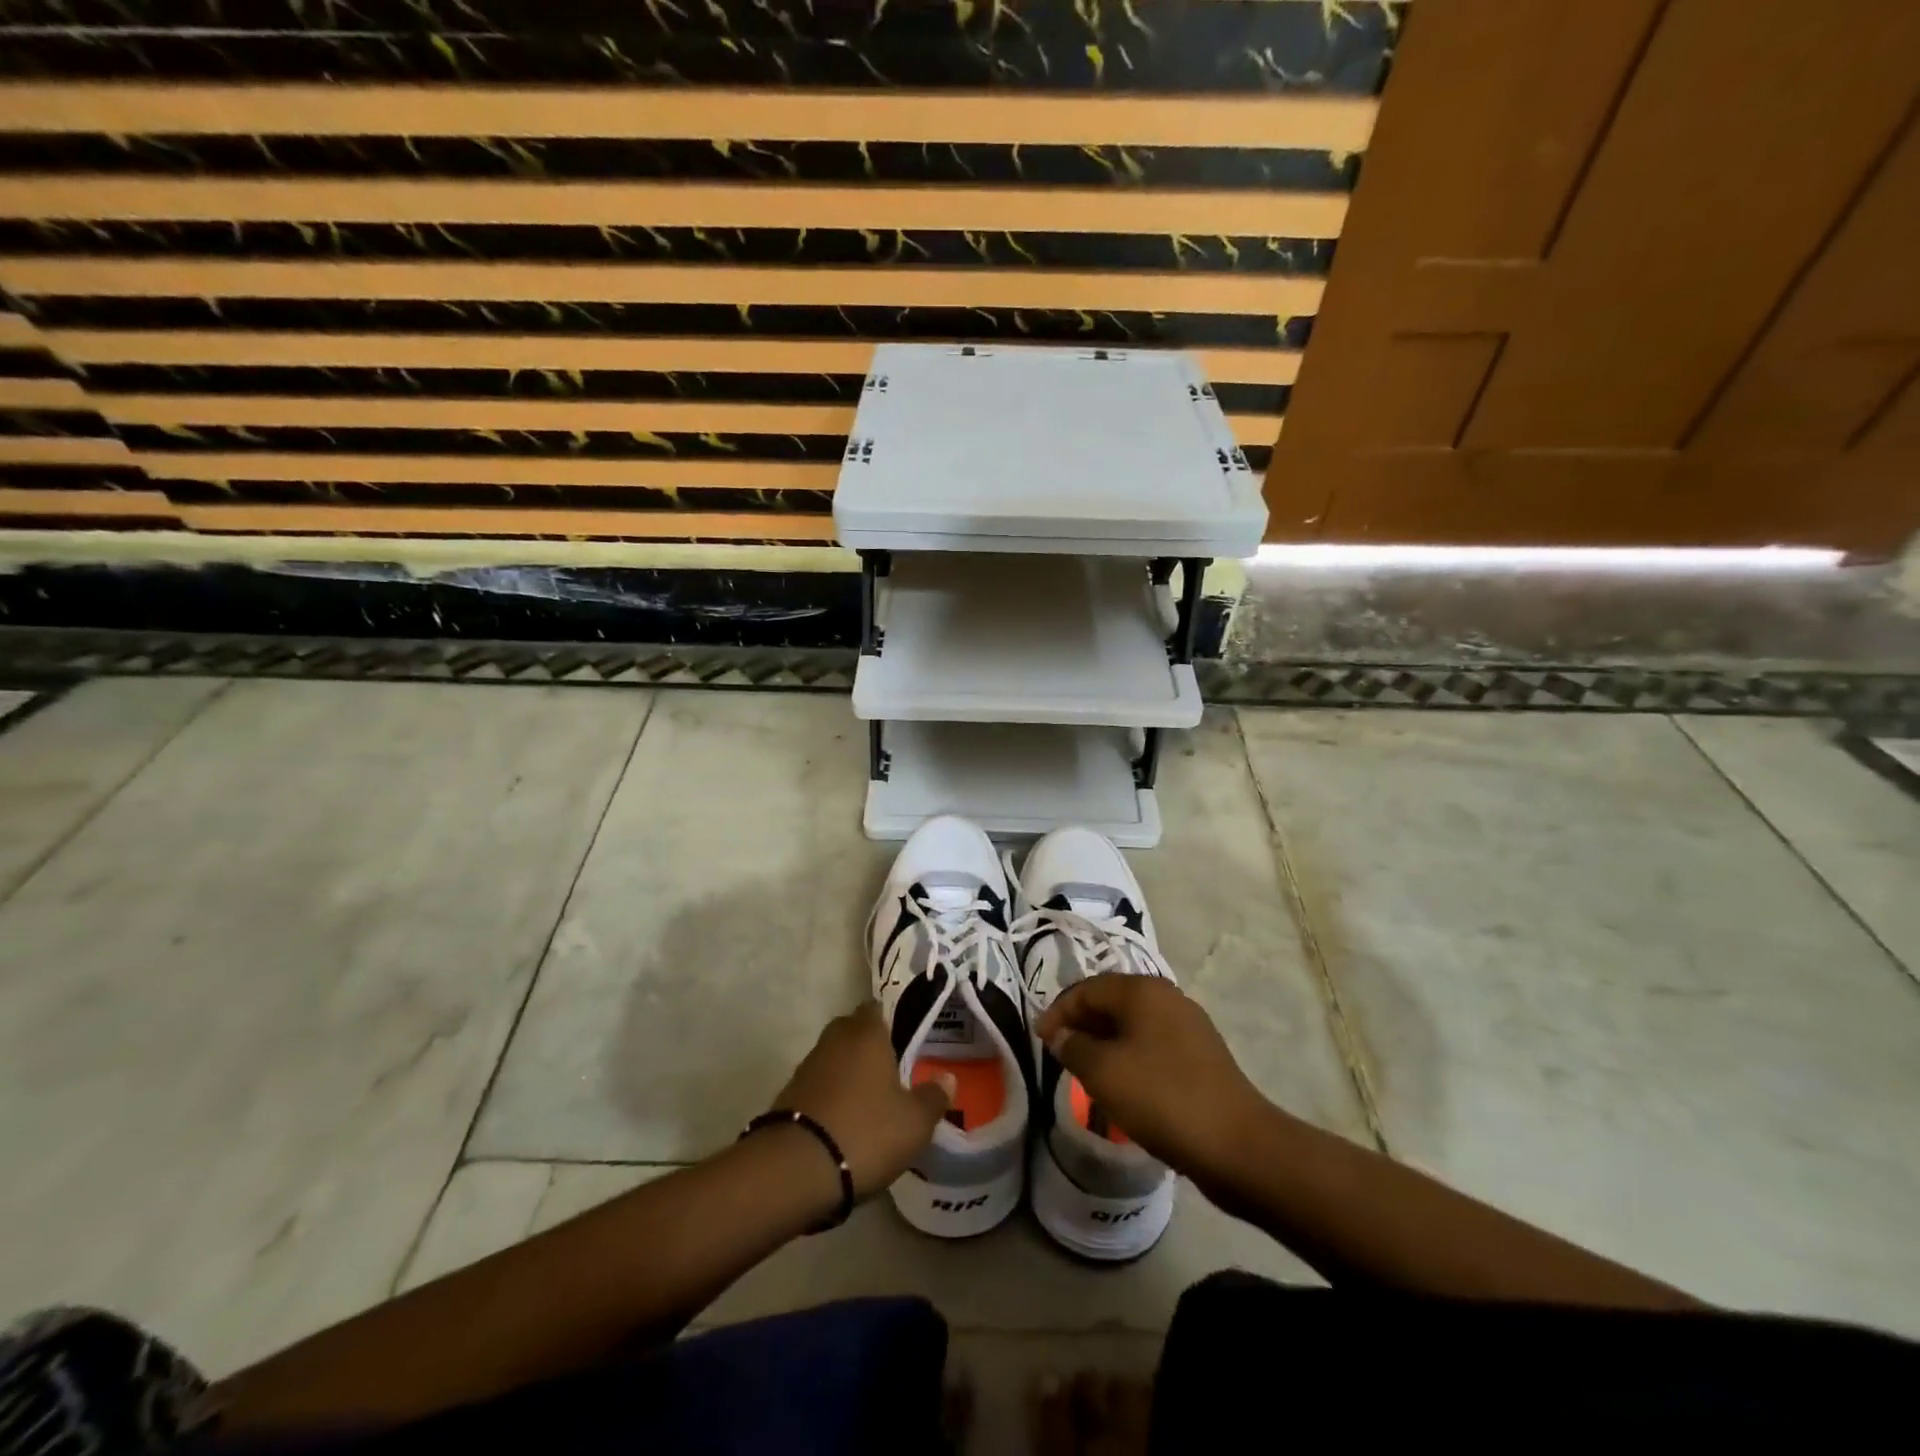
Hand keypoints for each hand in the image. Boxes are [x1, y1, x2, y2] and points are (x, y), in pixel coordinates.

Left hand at [770, 1002, 953, 1198]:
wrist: (796, 1169)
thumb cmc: (866, 1131)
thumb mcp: (914, 1122)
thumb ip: (934, 1097)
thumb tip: (947, 1078)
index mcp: (866, 1033)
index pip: (877, 1008)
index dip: (891, 1020)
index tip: (905, 1038)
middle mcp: (834, 1040)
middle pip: (853, 1031)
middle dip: (869, 1046)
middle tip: (891, 1070)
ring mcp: (807, 1067)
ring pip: (833, 1059)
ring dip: (847, 1073)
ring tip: (869, 1101)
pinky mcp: (788, 1096)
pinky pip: (817, 1086)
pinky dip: (830, 1097)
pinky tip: (843, 1122)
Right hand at [1035, 976, 1268, 1180]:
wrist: (1237, 1145)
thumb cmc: (1161, 1098)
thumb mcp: (1103, 1072)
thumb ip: (1073, 1047)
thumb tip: (1060, 1034)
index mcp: (1142, 990)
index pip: (1086, 989)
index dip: (1058, 1011)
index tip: (1040, 1040)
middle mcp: (1167, 997)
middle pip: (1111, 1001)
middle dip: (1082, 1024)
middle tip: (1060, 1053)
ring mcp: (1188, 1025)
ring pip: (1133, 1024)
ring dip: (1105, 1042)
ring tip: (1086, 1071)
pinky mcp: (1201, 1055)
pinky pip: (1153, 1045)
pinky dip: (1130, 1057)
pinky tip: (1123, 1085)